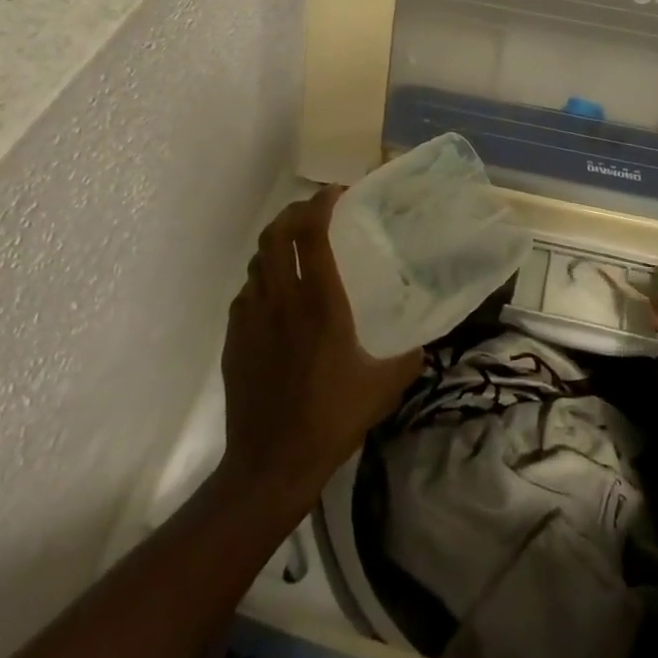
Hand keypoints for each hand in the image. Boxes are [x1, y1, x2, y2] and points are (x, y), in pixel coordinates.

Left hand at [219, 188, 423, 511]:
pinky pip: (246, 291)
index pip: (312, 234)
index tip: (337, 194)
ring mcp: (251, 318)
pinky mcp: (233, 338)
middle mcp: (281, 300)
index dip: (321, 204)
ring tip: (296, 248)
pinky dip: (262, 278)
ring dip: (276, 244)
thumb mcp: (385, 387)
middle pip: (276, 234)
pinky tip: (276, 295)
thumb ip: (409, 356)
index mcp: (319, 303)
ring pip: (258, 260)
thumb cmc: (332, 419)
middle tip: (315, 212)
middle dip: (294, 213)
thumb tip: (424, 341)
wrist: (270, 463)